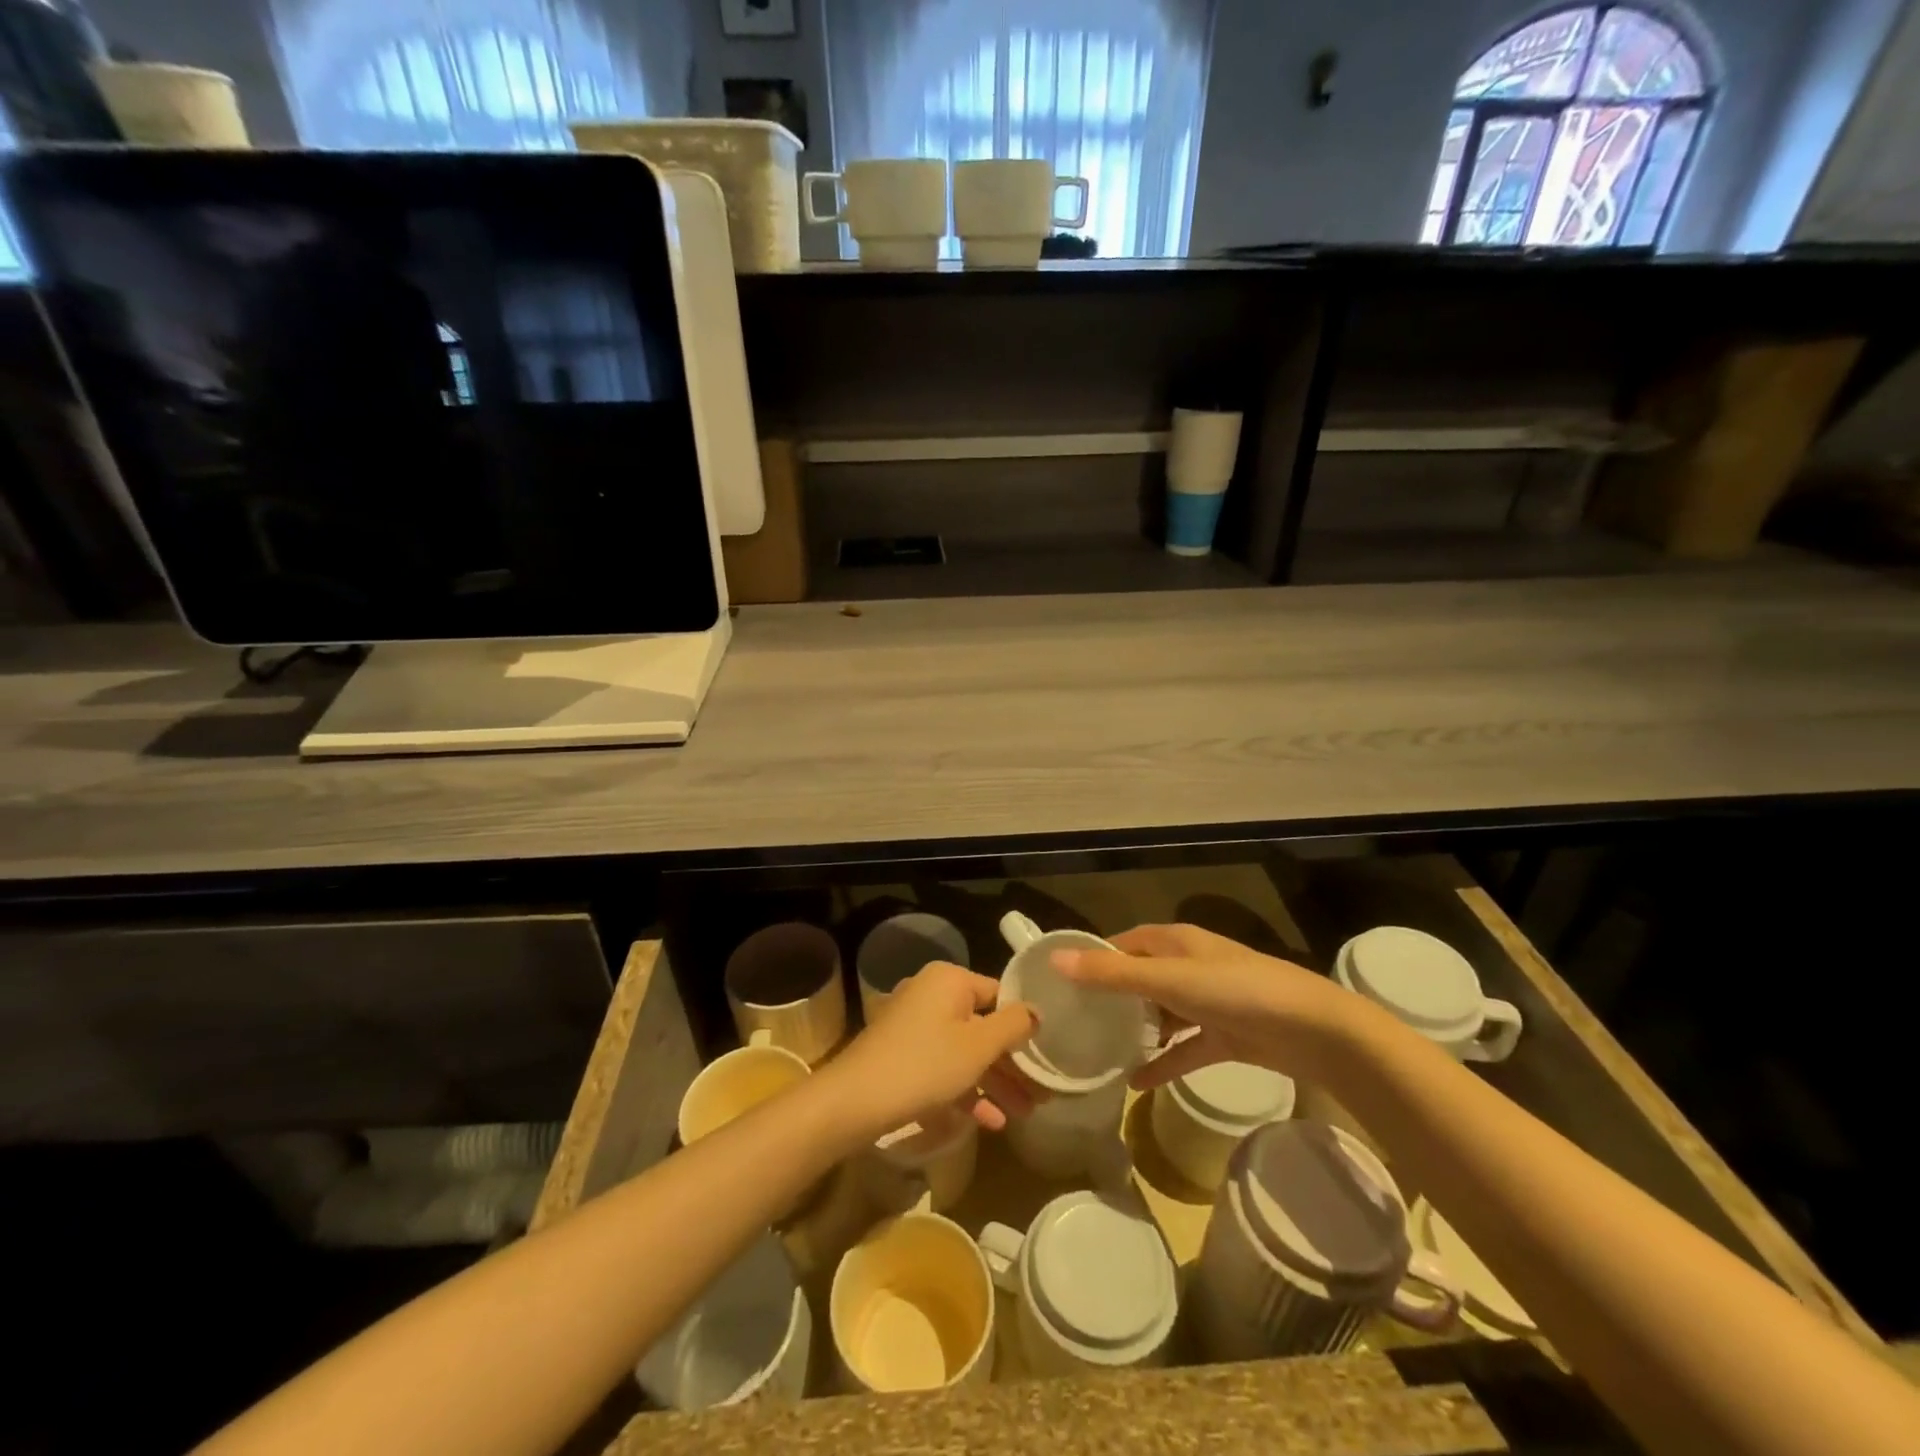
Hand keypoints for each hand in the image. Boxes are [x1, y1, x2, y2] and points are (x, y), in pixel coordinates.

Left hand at [819, 961, 1038, 1141]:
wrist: (855, 1100)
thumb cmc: (925, 1064)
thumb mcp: (978, 1046)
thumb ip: (1013, 1025)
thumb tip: (1036, 1012)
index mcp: (949, 980)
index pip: (999, 995)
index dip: (1024, 1026)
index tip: (1047, 1055)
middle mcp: (931, 994)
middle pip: (984, 1026)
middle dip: (1013, 1064)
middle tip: (1041, 1094)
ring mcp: (914, 1025)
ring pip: (965, 1050)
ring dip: (995, 1082)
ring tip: (1024, 1114)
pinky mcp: (903, 1054)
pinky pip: (944, 1066)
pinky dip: (966, 1089)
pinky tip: (990, 1121)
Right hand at [1051, 924, 1358, 1088]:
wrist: (1314, 1031)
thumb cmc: (1237, 991)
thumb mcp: (1169, 980)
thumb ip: (1114, 974)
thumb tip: (1057, 961)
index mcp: (1176, 942)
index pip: (1124, 943)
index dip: (1095, 957)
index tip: (1061, 981)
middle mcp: (1189, 966)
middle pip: (1140, 978)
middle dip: (1111, 998)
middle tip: (1073, 1023)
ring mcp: (1208, 1002)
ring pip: (1162, 1014)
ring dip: (1137, 1031)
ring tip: (1100, 1051)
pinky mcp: (1225, 1036)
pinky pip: (1185, 1048)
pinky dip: (1164, 1062)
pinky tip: (1136, 1083)